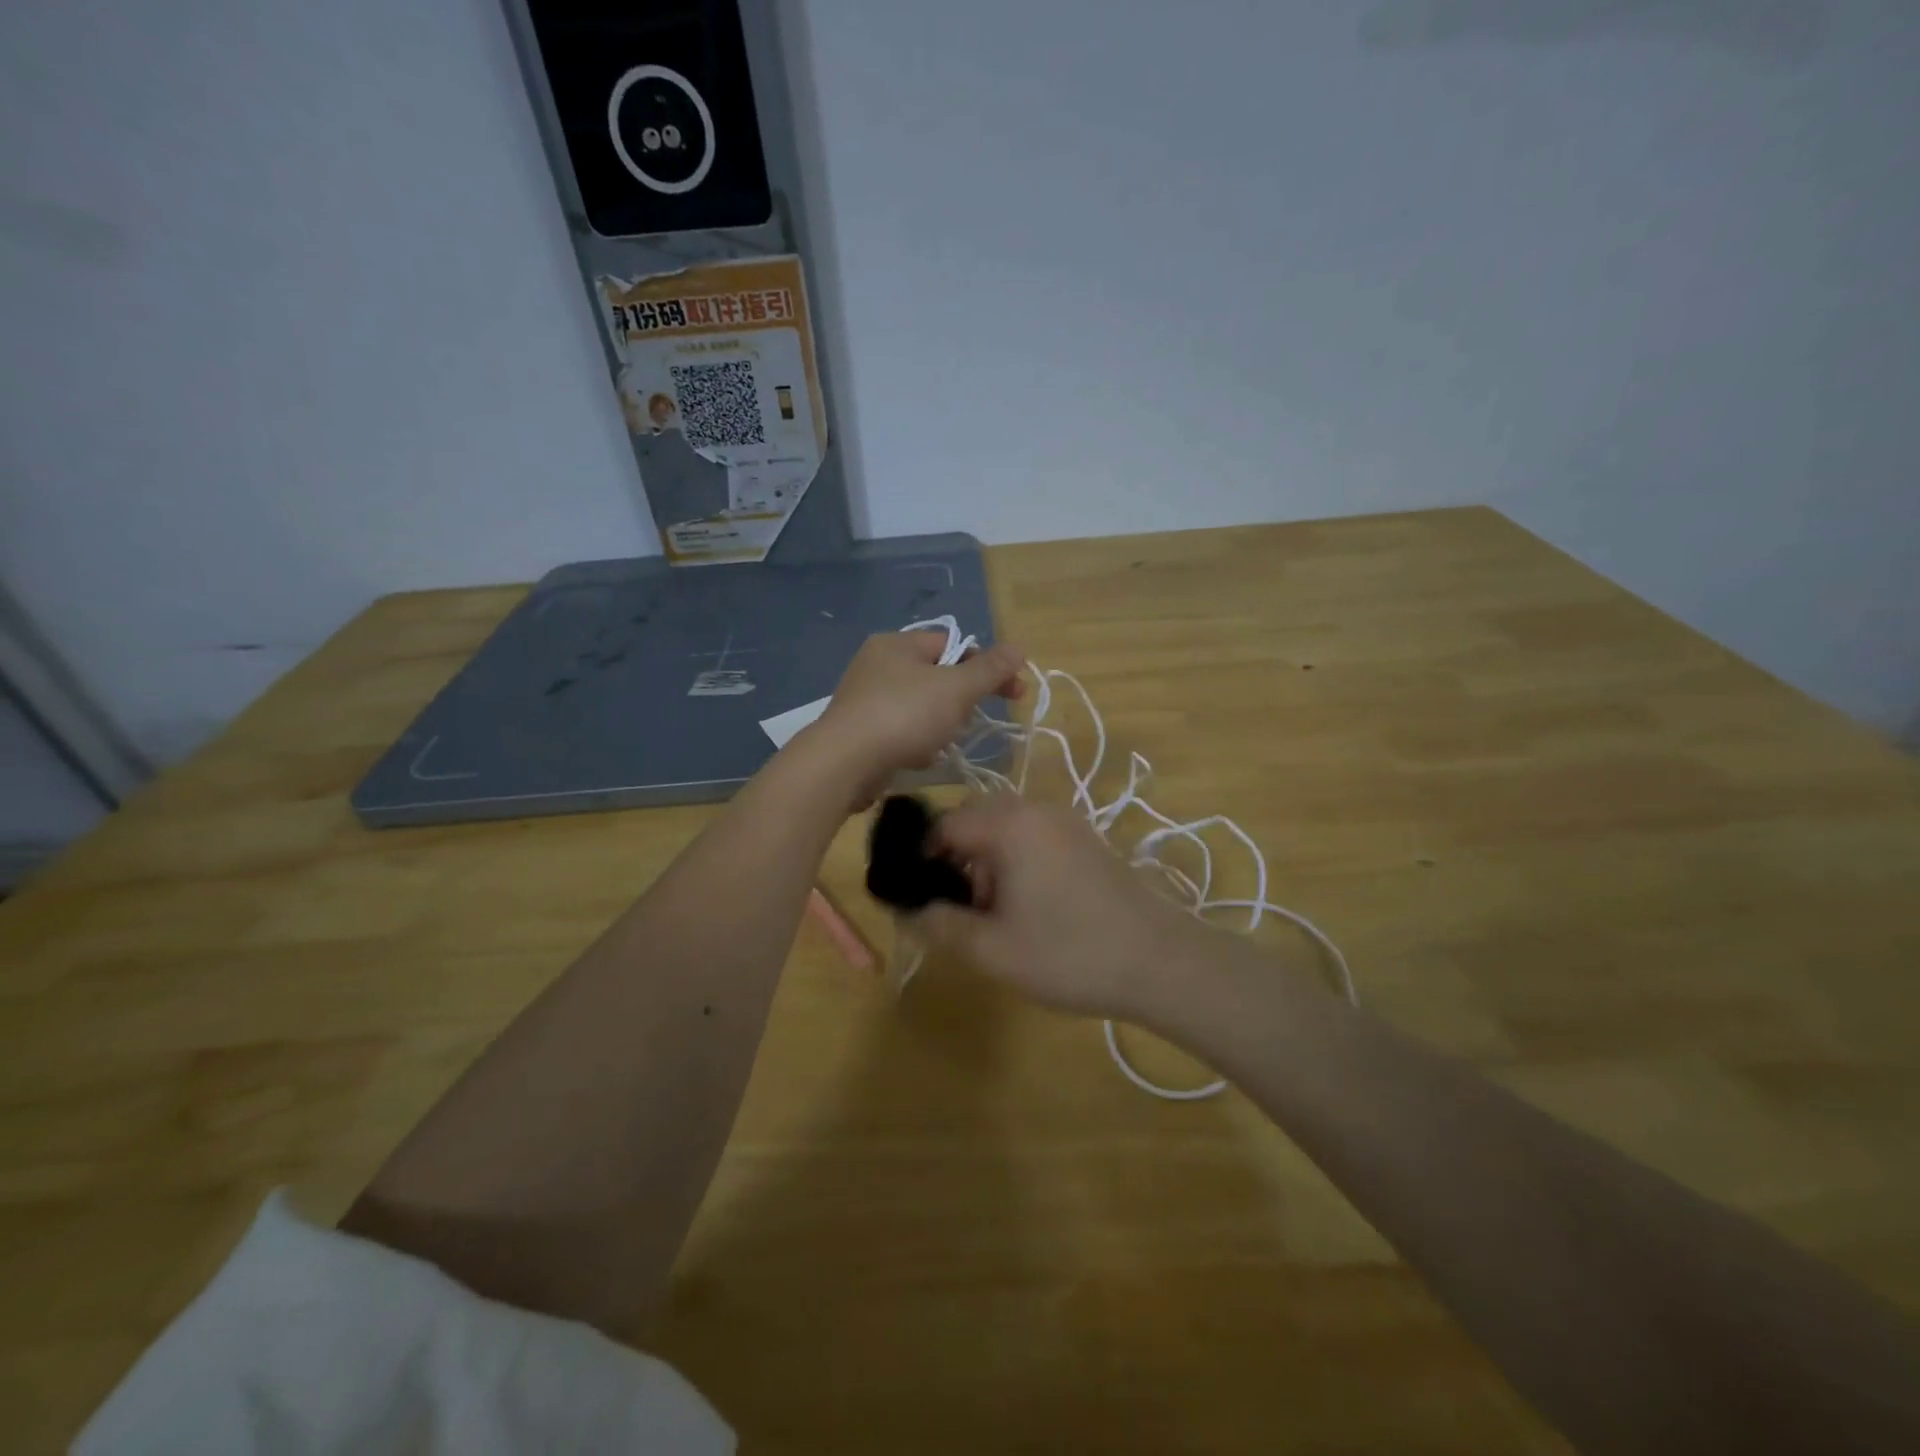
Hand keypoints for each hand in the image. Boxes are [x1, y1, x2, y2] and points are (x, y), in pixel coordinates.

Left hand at [809, 631, 1024, 802]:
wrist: (844, 764)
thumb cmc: (903, 716)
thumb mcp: (956, 688)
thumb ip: (990, 669)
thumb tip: (1018, 647)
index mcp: (898, 643)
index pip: (954, 645)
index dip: (987, 667)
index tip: (1014, 693)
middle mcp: (877, 664)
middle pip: (938, 677)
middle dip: (961, 702)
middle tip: (968, 722)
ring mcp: (864, 698)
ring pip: (921, 707)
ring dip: (939, 726)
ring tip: (940, 744)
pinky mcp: (859, 731)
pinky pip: (901, 730)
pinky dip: (915, 743)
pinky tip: (918, 758)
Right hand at [915, 795, 1205, 1020]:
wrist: (1160, 961)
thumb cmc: (1069, 953)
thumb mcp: (992, 949)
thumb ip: (941, 925)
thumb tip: (908, 910)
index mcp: (1009, 824)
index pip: (945, 824)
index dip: (921, 857)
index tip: (915, 893)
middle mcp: (1036, 810)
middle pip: (976, 818)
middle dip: (956, 858)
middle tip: (957, 905)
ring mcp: (1066, 822)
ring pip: (1005, 827)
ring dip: (987, 861)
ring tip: (992, 913)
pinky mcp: (1086, 839)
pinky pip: (1034, 836)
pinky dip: (1016, 860)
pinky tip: (1027, 906)